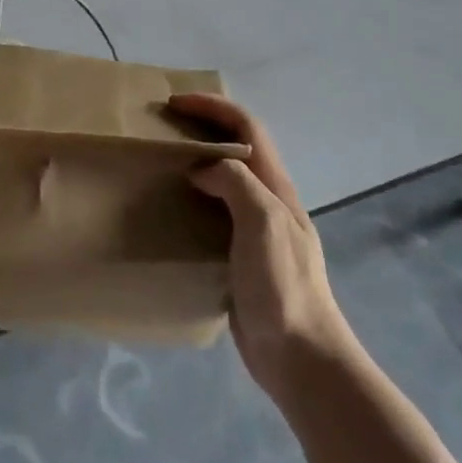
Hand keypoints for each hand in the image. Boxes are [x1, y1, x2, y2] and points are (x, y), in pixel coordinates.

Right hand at [169, 93, 349, 397]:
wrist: (301, 359)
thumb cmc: (283, 286)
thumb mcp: (263, 222)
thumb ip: (235, 183)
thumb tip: (202, 168)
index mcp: (276, 187)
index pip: (247, 127)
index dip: (213, 107)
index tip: (174, 103)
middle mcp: (268, 201)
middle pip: (237, 148)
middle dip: (203, 129)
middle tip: (162, 131)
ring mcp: (256, 231)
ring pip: (225, 181)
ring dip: (196, 164)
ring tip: (159, 168)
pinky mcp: (242, 259)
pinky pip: (215, 216)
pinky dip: (193, 201)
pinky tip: (170, 215)